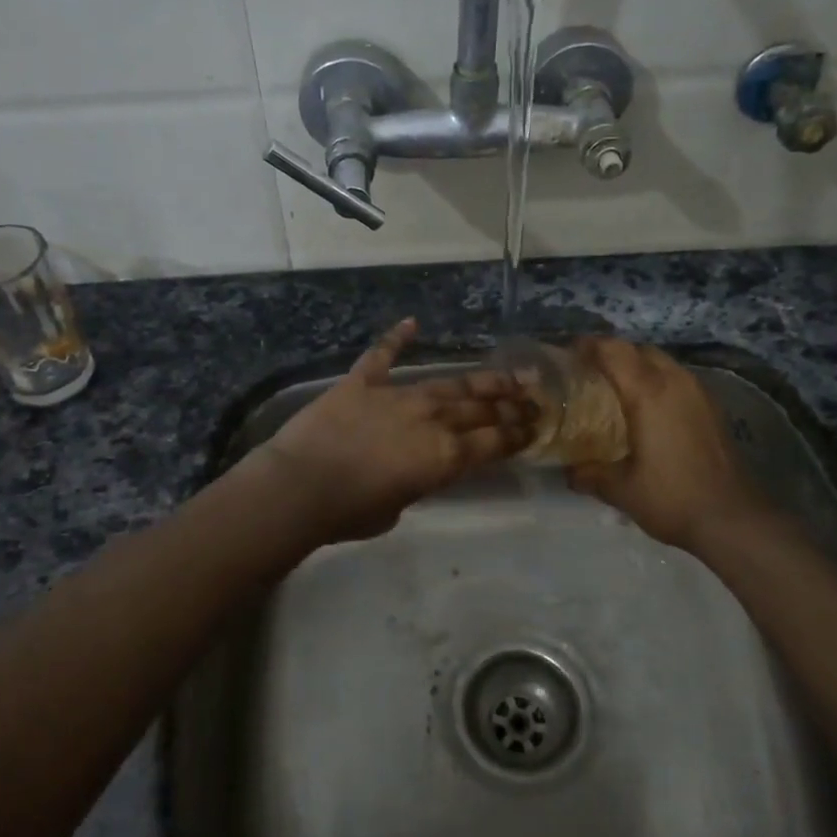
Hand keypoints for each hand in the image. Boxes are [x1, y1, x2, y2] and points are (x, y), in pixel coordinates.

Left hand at [250, 319, 536, 543]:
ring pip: (446, 383)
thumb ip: (416, 484)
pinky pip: (382, 354)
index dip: (517, 434)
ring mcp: (397, 395)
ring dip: (478, 379)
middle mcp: (430, 420)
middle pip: (479, 409)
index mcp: (444, 457)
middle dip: (510, 405)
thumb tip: (414, 470)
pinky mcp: (362, 381)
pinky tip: (412, 323)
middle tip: (532, 398)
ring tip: (504, 374)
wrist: (300, 486)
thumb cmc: (349, 513)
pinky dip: (396, 337)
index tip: (536, 425)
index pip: (493, 442)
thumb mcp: (397, 509)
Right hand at [564, 337, 773, 551]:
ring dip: (637, 367)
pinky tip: (646, 411)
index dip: (587, 346)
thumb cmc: (672, 497)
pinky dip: (657, 383)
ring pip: (662, 362)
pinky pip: (677, 380)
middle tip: (588, 374)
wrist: (733, 520)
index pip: (613, 350)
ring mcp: (699, 393)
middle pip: (638, 350)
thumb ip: (589, 474)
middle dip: (612, 354)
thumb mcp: (620, 489)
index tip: (566, 355)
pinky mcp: (712, 408)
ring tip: (614, 391)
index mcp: (648, 392)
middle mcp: (675, 382)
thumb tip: (568, 471)